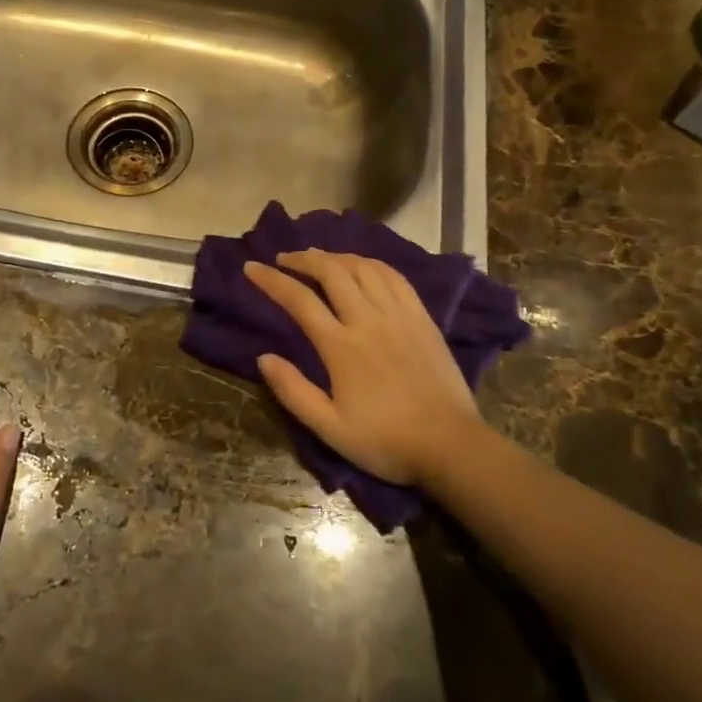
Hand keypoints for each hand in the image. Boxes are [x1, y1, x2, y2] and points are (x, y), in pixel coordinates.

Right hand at [244, 250, 484, 486]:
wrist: (449, 445)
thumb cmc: (385, 441)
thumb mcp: (330, 428)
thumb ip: (294, 391)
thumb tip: (263, 357)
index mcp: (341, 346)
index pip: (299, 299)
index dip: (272, 280)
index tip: (252, 267)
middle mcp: (368, 319)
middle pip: (331, 272)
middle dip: (303, 259)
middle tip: (285, 258)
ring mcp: (398, 315)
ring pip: (363, 268)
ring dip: (336, 256)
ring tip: (320, 258)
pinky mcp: (422, 318)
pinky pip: (395, 277)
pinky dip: (373, 264)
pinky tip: (364, 265)